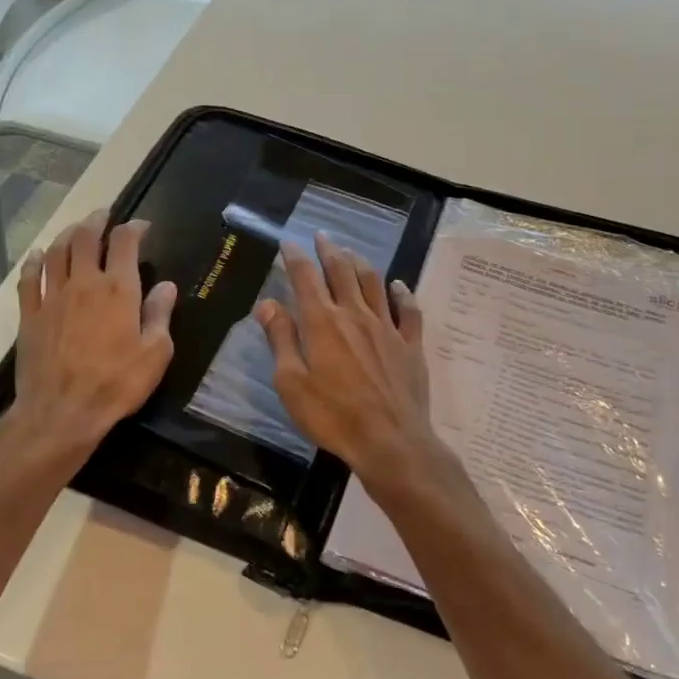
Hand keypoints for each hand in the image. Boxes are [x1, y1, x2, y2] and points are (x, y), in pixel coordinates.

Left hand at [11, 209, 177, 453]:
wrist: (61, 412)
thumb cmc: (116, 384)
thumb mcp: (155, 354)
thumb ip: (160, 315)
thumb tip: (167, 286)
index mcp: (118, 290)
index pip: (125, 243)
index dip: (134, 228)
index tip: (142, 226)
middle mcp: (84, 283)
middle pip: (85, 238)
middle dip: (96, 221)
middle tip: (104, 215)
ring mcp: (52, 297)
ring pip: (56, 251)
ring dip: (67, 234)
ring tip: (76, 229)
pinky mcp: (29, 315)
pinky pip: (28, 278)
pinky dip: (33, 262)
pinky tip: (36, 256)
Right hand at [256, 232, 446, 490]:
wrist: (391, 441)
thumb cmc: (333, 417)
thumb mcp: (292, 384)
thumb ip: (281, 340)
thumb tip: (268, 304)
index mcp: (323, 323)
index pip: (306, 278)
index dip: (295, 257)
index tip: (288, 243)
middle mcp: (356, 315)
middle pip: (342, 272)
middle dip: (329, 250)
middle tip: (322, 236)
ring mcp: (387, 328)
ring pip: (374, 283)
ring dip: (360, 263)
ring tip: (351, 253)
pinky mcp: (411, 344)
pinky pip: (408, 310)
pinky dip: (402, 293)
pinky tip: (398, 285)